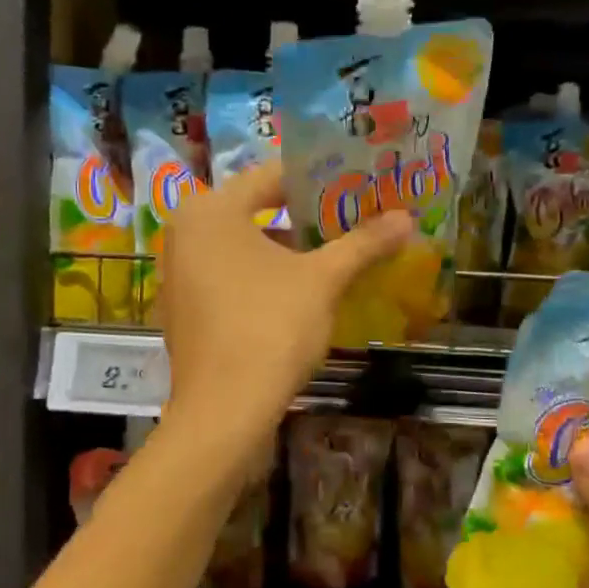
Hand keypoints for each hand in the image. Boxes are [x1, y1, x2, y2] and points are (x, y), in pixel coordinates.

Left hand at [160, 162, 408, 440]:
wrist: (225, 412)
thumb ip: (362, 243)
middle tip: (354, 216)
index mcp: (210, 210)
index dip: (320, 178)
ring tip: (337, 251)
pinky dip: (265, 276)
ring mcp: (181, 274)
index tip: (357, 184)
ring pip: (244, 246)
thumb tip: (407, 219)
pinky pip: (232, 275)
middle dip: (307, 215)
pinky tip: (302, 290)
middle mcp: (186, 233)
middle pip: (257, 210)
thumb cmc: (269, 328)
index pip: (272, 175)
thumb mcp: (322, 280)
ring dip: (289, 248)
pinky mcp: (187, 309)